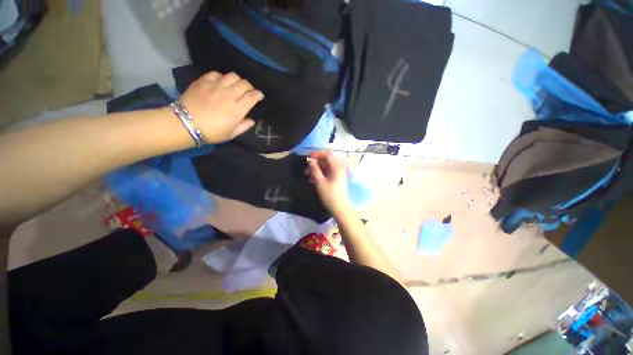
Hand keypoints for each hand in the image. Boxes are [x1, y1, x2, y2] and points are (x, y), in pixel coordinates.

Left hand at [180, 71, 262, 143]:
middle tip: (248, 91)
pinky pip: (217, 74)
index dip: (258, 94)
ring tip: (235, 86)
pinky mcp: (204, 81)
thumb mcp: (231, 134)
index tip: (259, 96)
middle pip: (244, 84)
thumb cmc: (212, 132)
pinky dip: (222, 77)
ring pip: (233, 76)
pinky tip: (221, 83)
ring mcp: (216, 86)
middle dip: (250, 87)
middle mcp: (229, 95)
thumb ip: (244, 126)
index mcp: (237, 109)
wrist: (186, 124)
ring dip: (237, 81)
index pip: (252, 96)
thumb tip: (251, 120)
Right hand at [306, 151, 350, 215]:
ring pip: (326, 167)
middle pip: (327, 160)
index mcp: (337, 167)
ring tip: (308, 174)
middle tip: (307, 168)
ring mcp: (338, 174)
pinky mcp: (336, 179)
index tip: (308, 157)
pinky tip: (313, 178)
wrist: (339, 208)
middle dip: (316, 162)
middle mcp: (339, 168)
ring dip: (317, 168)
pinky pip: (327, 172)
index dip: (317, 154)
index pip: (328, 155)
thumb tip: (310, 161)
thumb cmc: (329, 195)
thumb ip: (314, 170)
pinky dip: (320, 173)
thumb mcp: (320, 182)